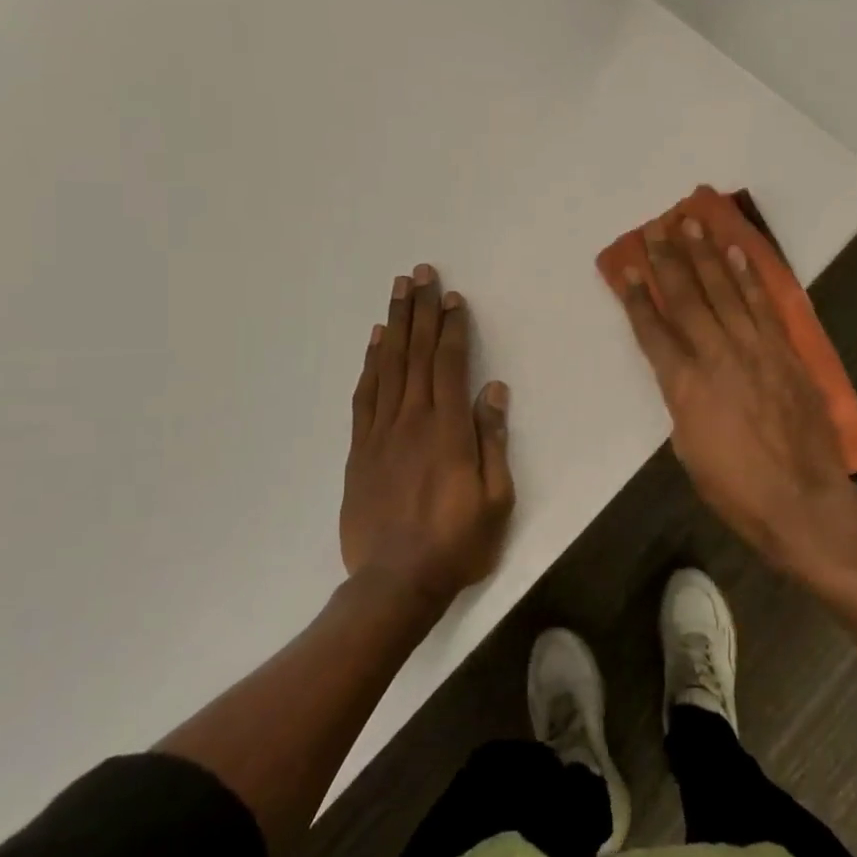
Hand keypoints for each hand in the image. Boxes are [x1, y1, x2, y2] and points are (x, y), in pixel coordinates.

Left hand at [340, 265, 514, 604]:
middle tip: (420, 273)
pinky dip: (370, 364)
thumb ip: (492, 441)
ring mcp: (381, 433)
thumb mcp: (495, 499)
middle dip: (420, 310)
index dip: (451, 328)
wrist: (395, 583)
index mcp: (447, 430)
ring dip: (395, 325)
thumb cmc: (456, 543)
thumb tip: (493, 391)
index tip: (452, 297)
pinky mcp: (361, 450)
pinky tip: (375, 342)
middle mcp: (412, 420)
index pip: (448, 364)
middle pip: (416, 354)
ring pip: (388, 367)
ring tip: (398, 291)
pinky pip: (365, 396)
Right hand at [610, 217, 856, 570]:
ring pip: (723, 290)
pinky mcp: (784, 351)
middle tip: (655, 228)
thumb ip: (683, 403)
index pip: (652, 330)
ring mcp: (754, 349)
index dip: (636, 298)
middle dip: (667, 261)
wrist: (801, 500)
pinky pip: (762, 304)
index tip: (626, 269)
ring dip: (705, 254)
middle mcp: (715, 355)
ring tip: (691, 223)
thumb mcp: (689, 450)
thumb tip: (683, 376)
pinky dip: (748, 276)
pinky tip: (737, 252)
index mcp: (683, 385)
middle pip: (685, 298)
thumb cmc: (735, 489)